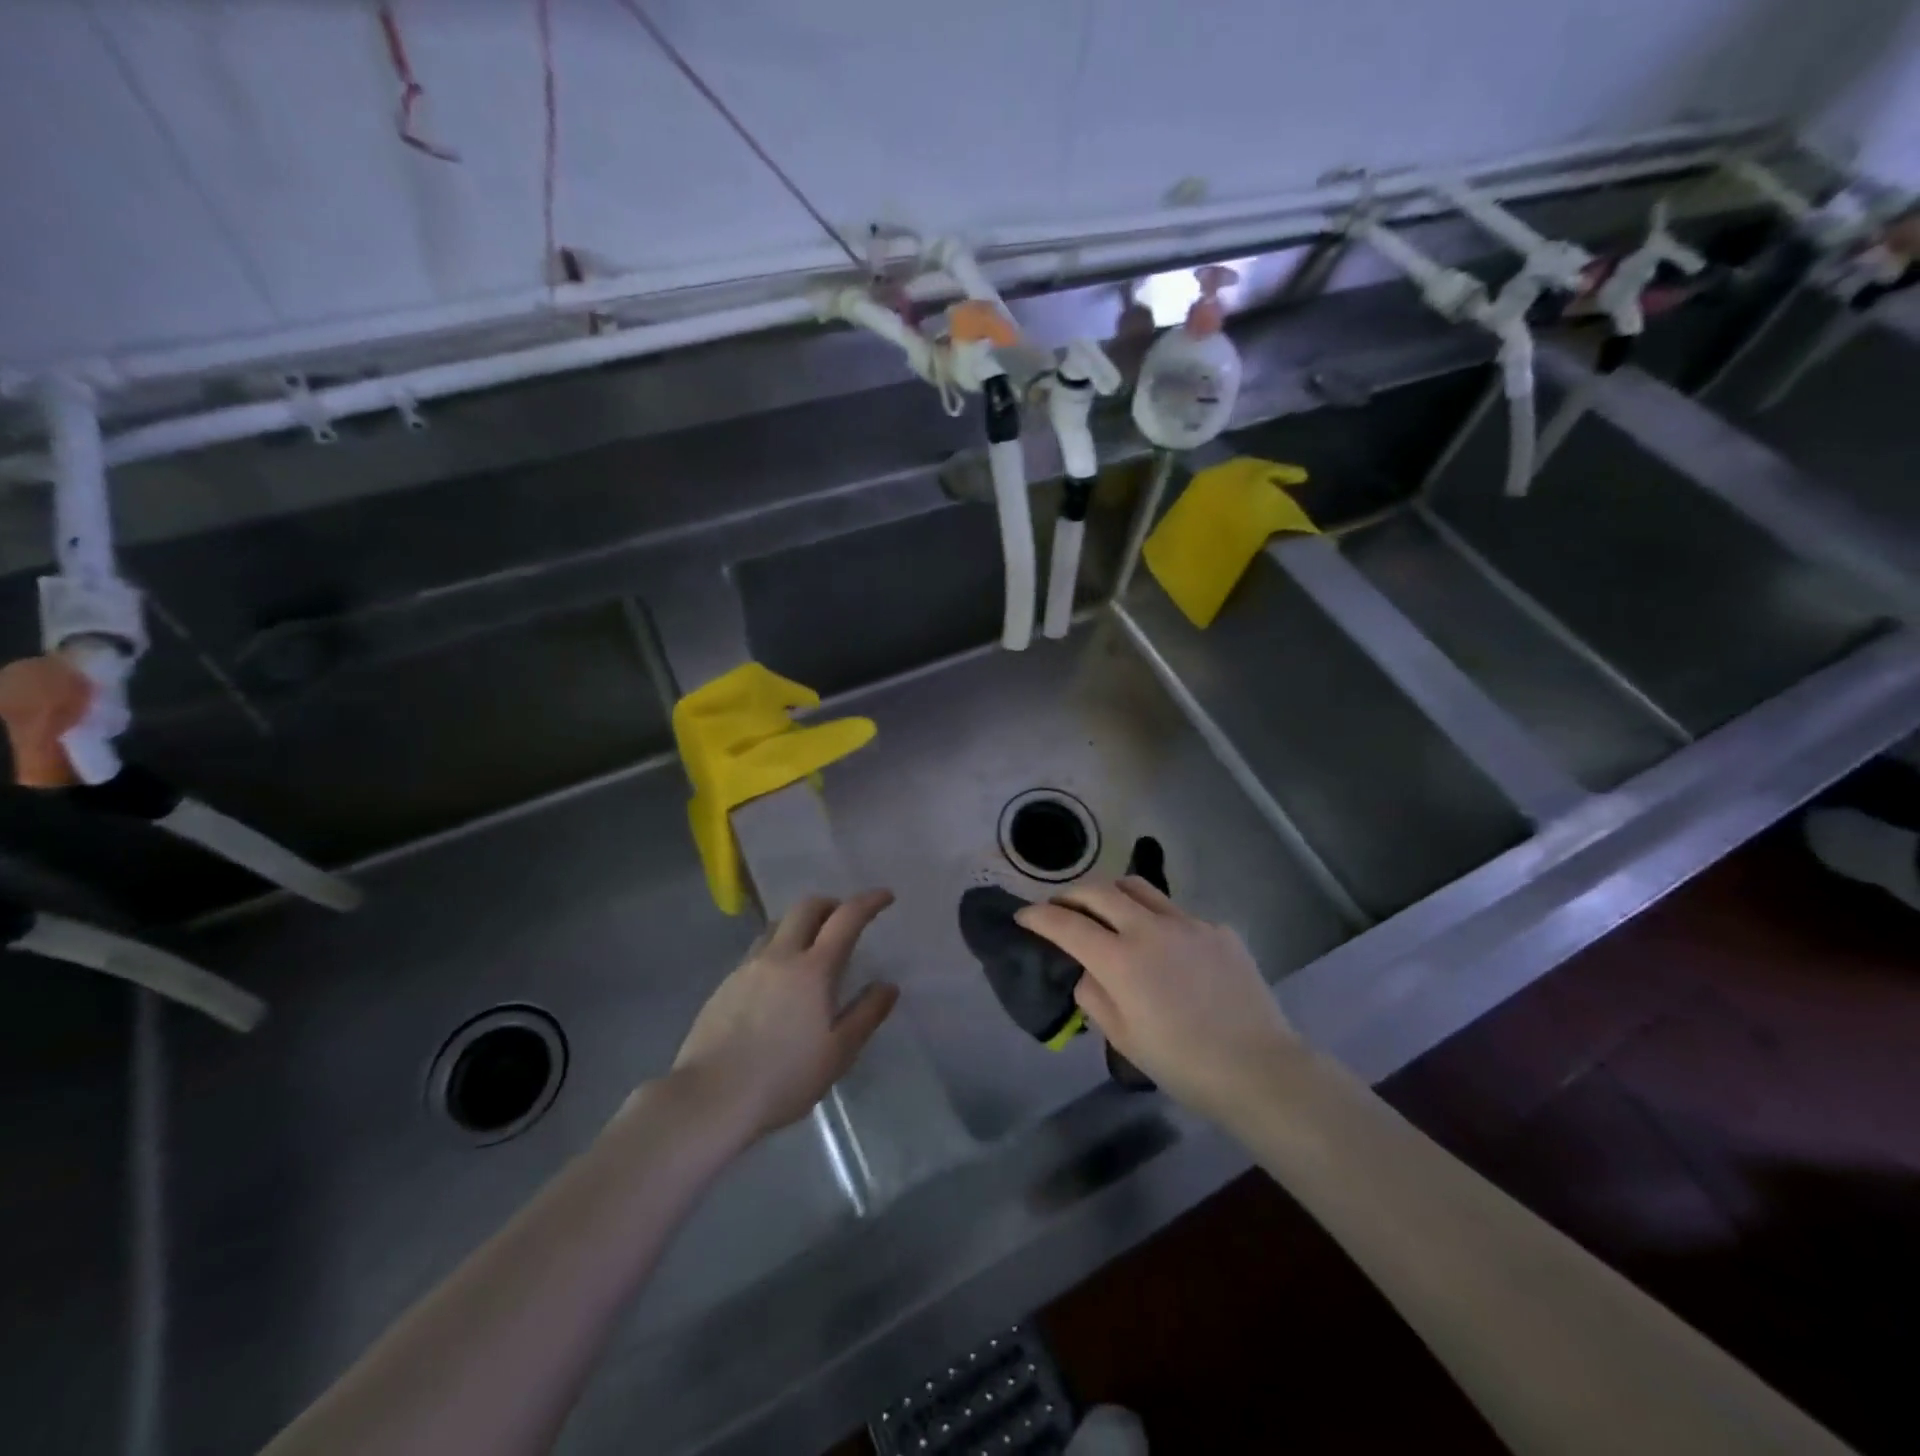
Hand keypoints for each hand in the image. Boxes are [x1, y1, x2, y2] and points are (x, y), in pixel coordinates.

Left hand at [671, 890, 899, 1139]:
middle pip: (806, 907)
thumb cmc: (784, 1077)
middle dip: (830, 904)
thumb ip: (867, 1014)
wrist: (711, 1096)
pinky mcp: (725, 985)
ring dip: (800, 924)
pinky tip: (777, 981)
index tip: (885, 896)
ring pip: (777, 926)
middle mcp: (780, 956)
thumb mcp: (839, 1052)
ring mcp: (748, 967)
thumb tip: (888, 986)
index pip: (846, 918)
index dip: (868, 902)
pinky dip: (776, 949)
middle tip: (844, 920)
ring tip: (809, 948)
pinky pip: (757, 951)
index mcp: (814, 969)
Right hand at [1017, 877, 1299, 1118]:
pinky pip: (1176, 913)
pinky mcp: (1217, 928)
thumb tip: (1087, 971)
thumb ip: (1095, 997)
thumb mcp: (1124, 1039)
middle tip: (1061, 907)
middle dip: (1072, 894)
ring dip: (1112, 893)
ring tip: (1105, 908)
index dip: (1039, 916)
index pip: (1067, 924)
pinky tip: (1164, 946)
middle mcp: (1150, 929)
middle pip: (1100, 891)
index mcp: (1121, 960)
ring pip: (1139, 888)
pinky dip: (1156, 920)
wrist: (1259, 1069)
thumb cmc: (1183, 1064)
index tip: (1024, 915)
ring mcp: (1188, 923)